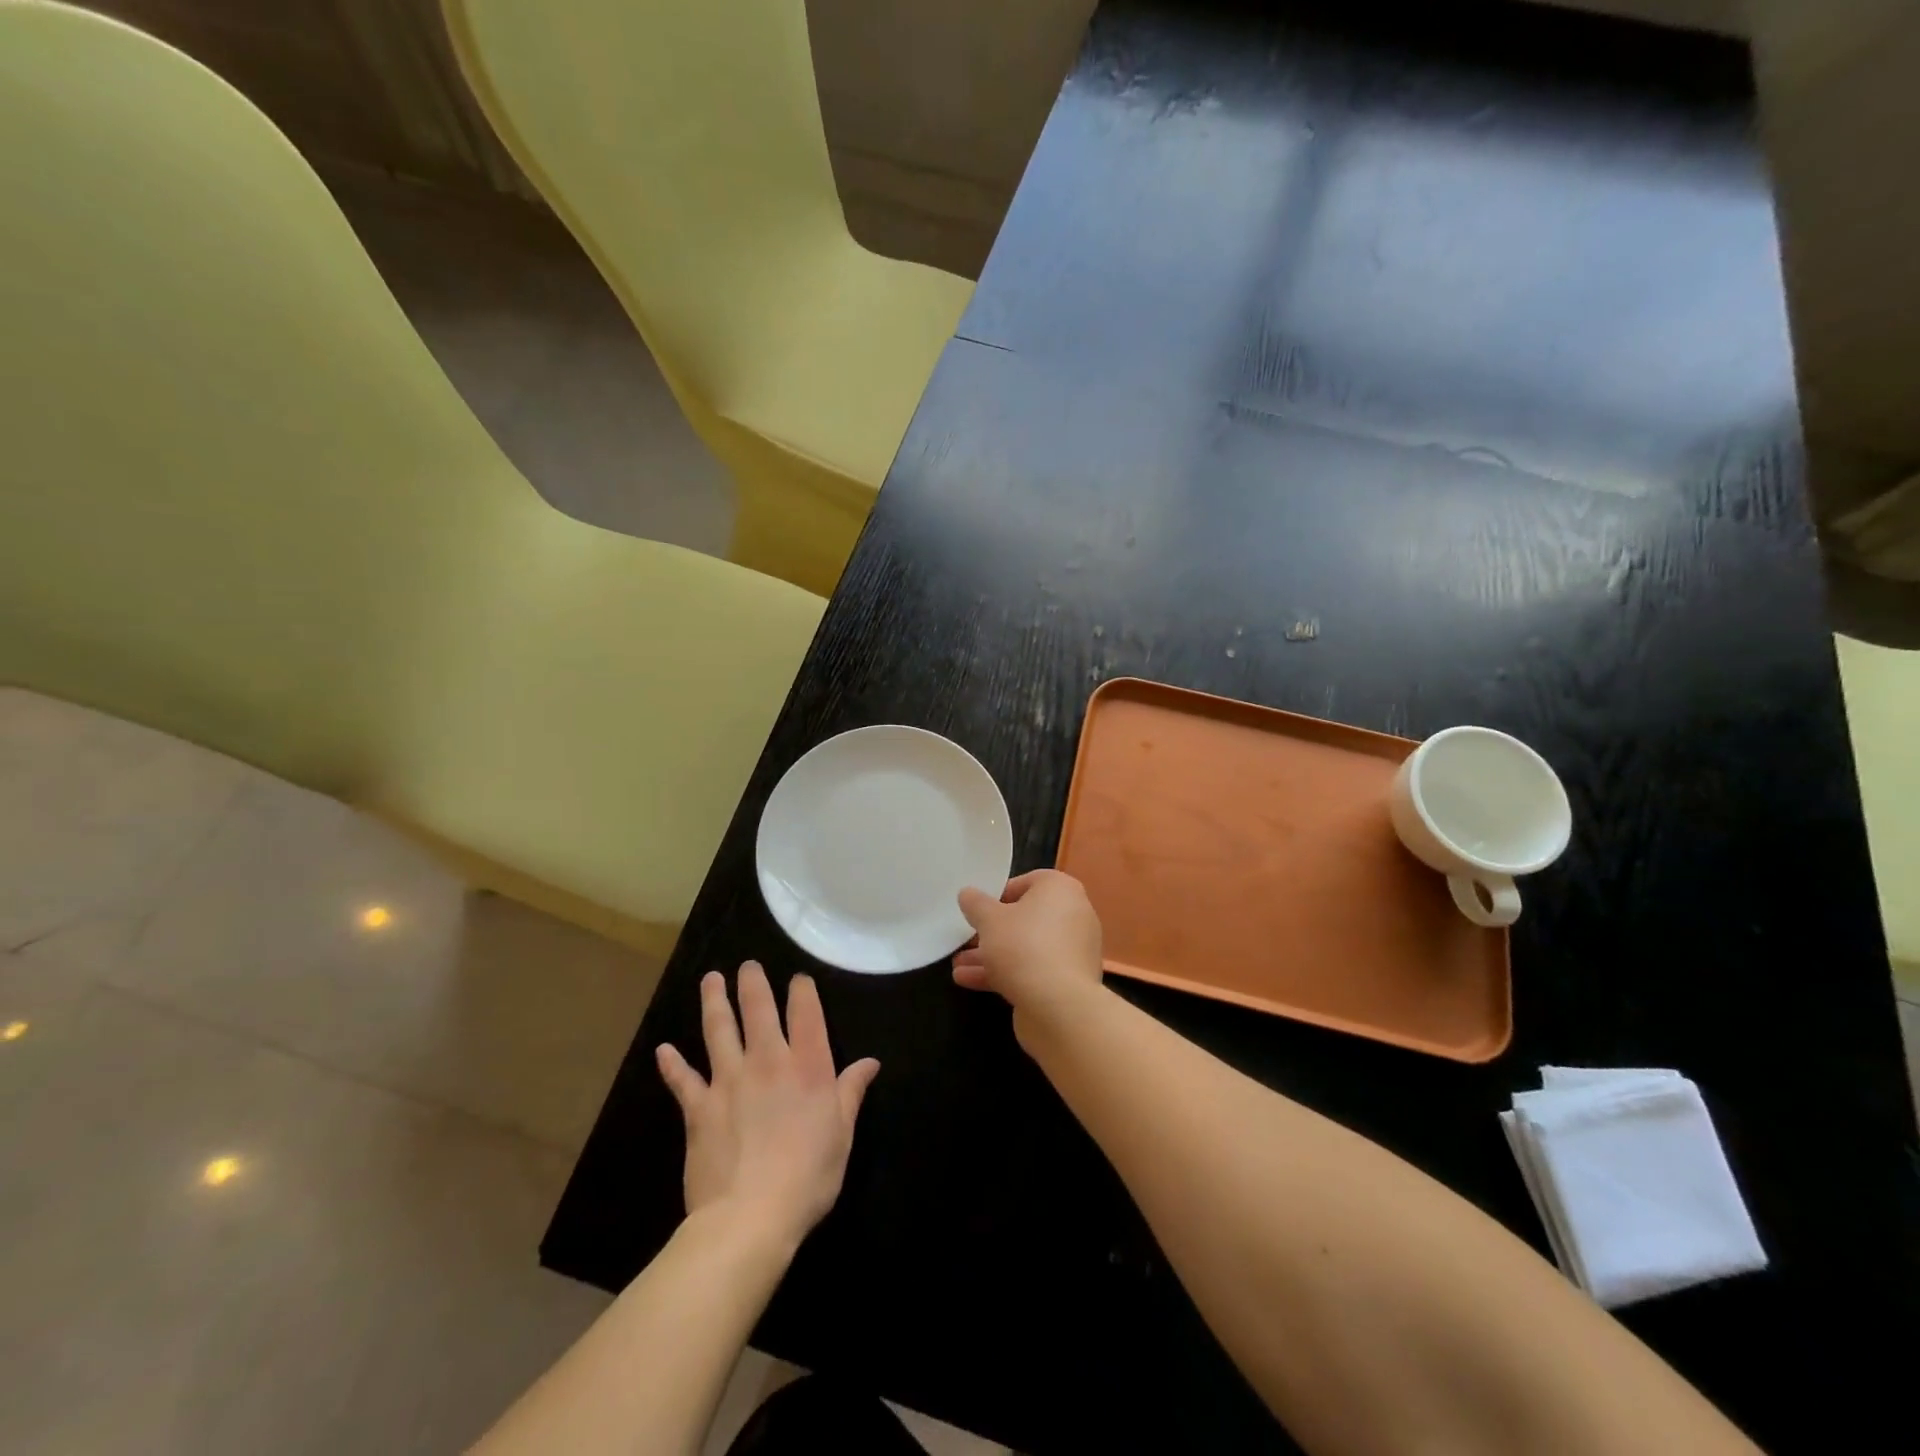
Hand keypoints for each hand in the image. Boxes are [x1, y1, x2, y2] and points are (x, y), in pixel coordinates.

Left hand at [656, 963, 879, 1248]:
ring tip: (710, 979)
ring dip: (714, 1001)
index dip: (801, 990)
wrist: (749, 1218)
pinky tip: (664, 1050)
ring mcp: (729, 1080)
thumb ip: (851, 1092)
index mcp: (808, 1066)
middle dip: (752, 982)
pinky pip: (682, 1079)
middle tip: (747, 966)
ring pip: (719, 1029)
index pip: (806, 1012)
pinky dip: (672, 1064)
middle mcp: (768, 1061)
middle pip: (758, 1009)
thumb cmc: (808, 1177)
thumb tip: (870, 1062)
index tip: (798, 979)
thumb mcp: (842, 1134)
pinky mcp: (698, 1107)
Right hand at [952, 870, 1105, 1029]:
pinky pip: (1033, 969)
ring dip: (992, 955)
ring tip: (958, 964)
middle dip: (992, 931)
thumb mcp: (989, 919)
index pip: (1028, 882)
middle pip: (1026, 918)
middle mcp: (1074, 915)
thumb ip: (976, 903)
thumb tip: (967, 893)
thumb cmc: (1023, 946)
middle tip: (966, 939)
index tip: (978, 909)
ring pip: (1026, 947)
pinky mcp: (1068, 981)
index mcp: (1061, 890)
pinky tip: (968, 981)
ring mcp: (1073, 951)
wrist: (1059, 1006)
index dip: (999, 894)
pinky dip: (1006, 973)